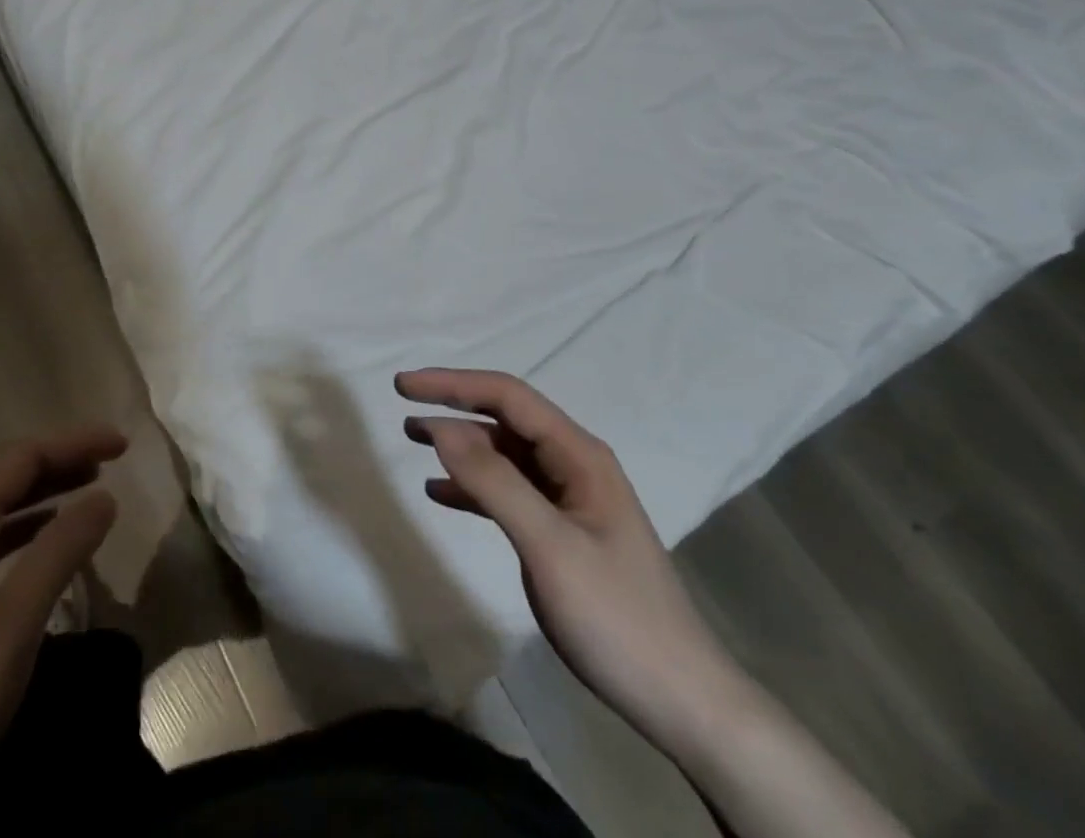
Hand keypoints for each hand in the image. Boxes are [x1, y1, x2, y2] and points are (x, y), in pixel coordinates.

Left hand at [0, 426, 126, 837]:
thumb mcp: (7, 632)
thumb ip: (57, 557)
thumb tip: (105, 496)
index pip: (18, 459)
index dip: (71, 442)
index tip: (121, 444)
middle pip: (5, 475)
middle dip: (61, 457)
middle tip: (113, 457)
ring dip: (46, 488)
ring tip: (92, 484)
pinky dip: (29, 524)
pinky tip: (48, 537)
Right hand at [399, 370, 907, 837]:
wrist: (682, 700)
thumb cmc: (617, 617)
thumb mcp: (549, 547)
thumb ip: (494, 482)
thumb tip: (441, 427)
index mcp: (578, 454)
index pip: (508, 397)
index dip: (453, 384)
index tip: (405, 386)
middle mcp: (574, 464)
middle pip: (505, 420)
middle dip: (454, 408)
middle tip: (403, 408)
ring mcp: (569, 498)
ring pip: (505, 455)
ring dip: (460, 446)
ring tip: (413, 441)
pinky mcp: (562, 531)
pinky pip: (510, 493)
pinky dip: (473, 487)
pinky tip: (441, 493)